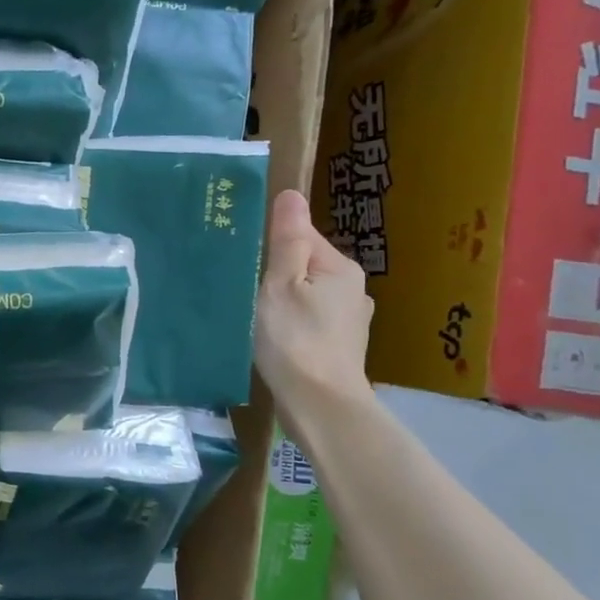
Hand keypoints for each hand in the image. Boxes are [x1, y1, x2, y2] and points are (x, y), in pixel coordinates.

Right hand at [256, 188, 374, 424]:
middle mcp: (353, 288)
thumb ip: (287, 240)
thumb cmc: (295, 339)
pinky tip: (277, 338)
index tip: (246, 261)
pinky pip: (311, 320)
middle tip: (246, 289)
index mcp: (340, 267)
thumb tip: (292, 194)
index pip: (302, 236)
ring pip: (307, 295)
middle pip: (305, 265)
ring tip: (257, 315)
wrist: (320, 405)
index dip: (272, 245)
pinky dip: (294, 323)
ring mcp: (350, 320)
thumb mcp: (281, 284)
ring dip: (285, 300)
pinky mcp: (341, 346)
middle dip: (278, 273)